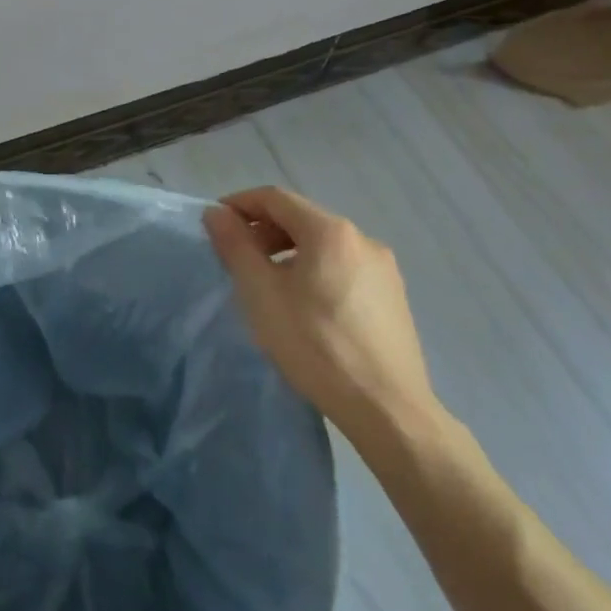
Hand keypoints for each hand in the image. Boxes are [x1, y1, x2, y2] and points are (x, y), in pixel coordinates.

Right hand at [205, 186, 441, 447]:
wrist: (388, 412)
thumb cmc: (316, 345)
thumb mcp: (261, 292)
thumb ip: (235, 245)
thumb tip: (217, 212)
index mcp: (330, 231)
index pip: (275, 198)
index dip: (240, 204)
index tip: (216, 224)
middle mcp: (362, 238)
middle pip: (301, 218)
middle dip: (264, 229)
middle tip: (237, 256)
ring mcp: (383, 269)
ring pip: (324, 244)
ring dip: (289, 250)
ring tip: (268, 282)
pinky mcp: (394, 297)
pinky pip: (344, 267)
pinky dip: (315, 269)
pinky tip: (305, 304)